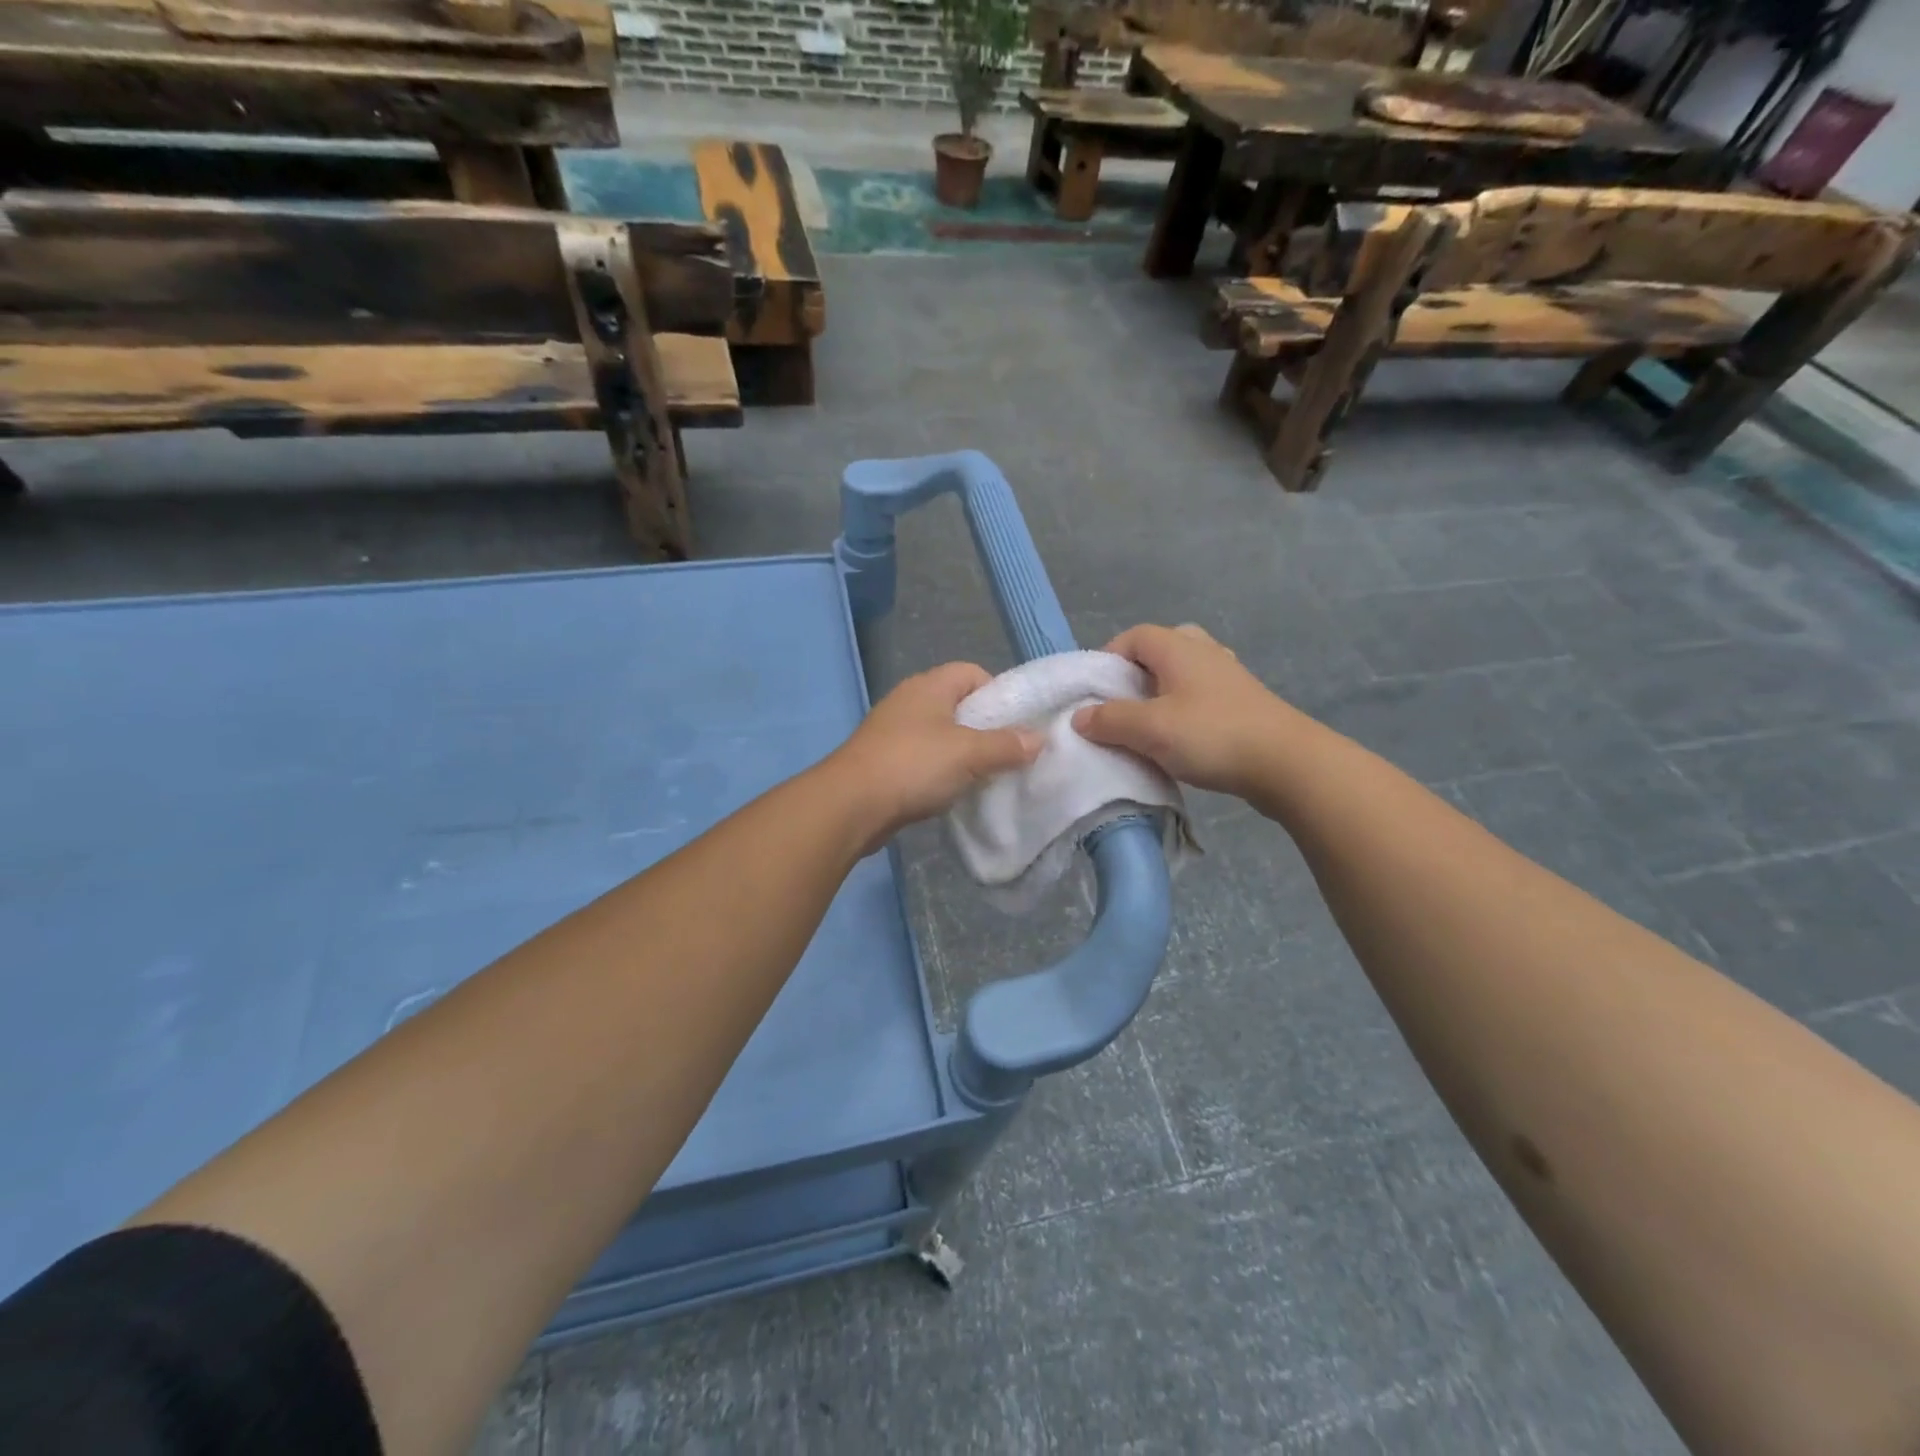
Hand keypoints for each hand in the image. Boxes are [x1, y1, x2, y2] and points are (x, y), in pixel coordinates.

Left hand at [827, 662, 1041, 851]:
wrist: (851, 805)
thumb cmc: (913, 765)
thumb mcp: (969, 753)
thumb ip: (1007, 745)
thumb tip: (1038, 739)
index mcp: (930, 686)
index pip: (973, 673)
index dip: (999, 693)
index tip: (1016, 724)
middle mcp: (910, 701)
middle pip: (959, 705)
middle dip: (985, 729)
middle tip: (1007, 754)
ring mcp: (894, 731)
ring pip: (941, 735)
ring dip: (963, 754)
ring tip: (985, 776)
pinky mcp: (884, 760)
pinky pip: (924, 759)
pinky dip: (941, 771)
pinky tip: (953, 791)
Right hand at [1072, 624, 1308, 799]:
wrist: (1286, 764)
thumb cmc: (1212, 735)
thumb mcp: (1150, 729)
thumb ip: (1110, 720)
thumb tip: (1080, 716)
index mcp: (1178, 648)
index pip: (1133, 636)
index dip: (1108, 658)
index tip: (1094, 692)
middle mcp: (1204, 652)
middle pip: (1159, 650)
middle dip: (1134, 675)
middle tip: (1121, 704)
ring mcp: (1227, 677)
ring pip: (1181, 674)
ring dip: (1159, 694)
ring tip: (1146, 724)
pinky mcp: (1242, 703)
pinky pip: (1200, 695)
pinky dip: (1182, 709)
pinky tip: (1179, 738)